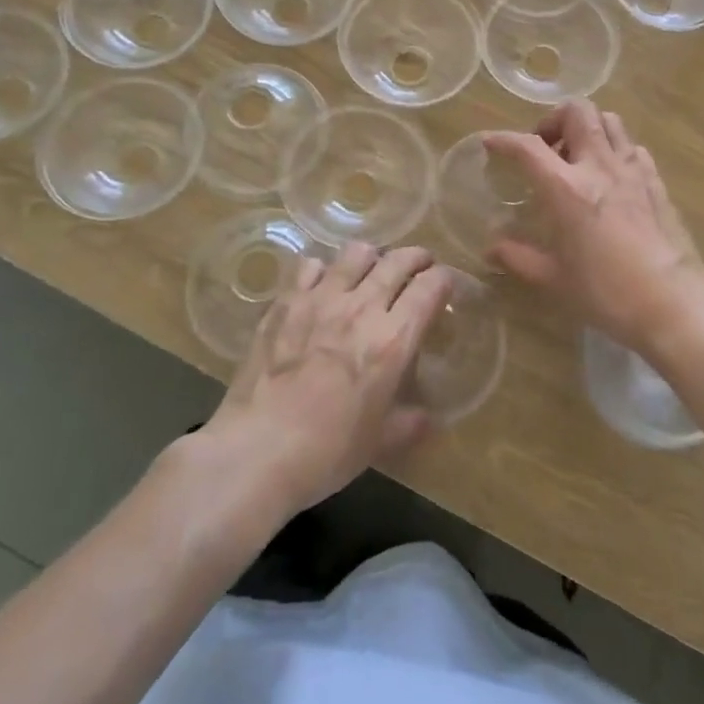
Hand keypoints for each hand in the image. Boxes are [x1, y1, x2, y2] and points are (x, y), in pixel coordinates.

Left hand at [206, 242, 450, 515]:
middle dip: (416, 257)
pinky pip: (310, 265)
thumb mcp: (379, 443)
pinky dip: (323, 268)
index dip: (443, 279)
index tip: (445, 282)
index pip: (430, 288)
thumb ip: (408, 424)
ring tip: (372, 267)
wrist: (257, 449)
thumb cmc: (327, 451)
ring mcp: (320, 298)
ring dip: (372, 256)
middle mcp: (362, 307)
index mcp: (393, 340)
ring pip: (356, 252)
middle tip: (419, 264)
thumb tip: (428, 420)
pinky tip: (322, 283)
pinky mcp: (285, 301)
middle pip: (397, 261)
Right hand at [483, 101, 703, 356]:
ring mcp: (632, 170)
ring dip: (587, 128)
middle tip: (545, 147)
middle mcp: (599, 167)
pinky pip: (632, 147)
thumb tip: (491, 248)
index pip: (527, 147)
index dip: (503, 139)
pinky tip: (610, 177)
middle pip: (578, 111)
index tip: (490, 142)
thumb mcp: (554, 279)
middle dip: (554, 119)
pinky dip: (615, 150)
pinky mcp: (657, 181)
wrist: (673, 304)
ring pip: (610, 120)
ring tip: (577, 157)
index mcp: (566, 189)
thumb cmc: (606, 293)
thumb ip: (519, 257)